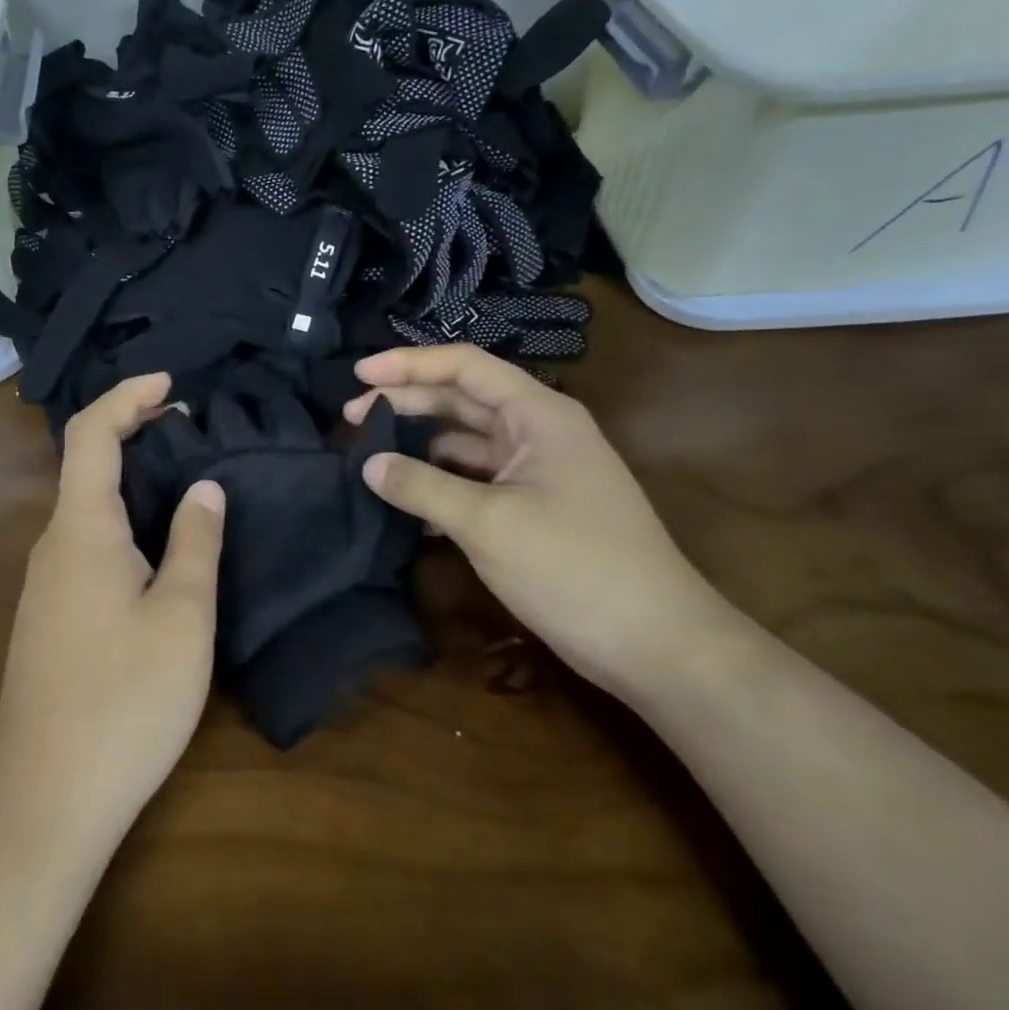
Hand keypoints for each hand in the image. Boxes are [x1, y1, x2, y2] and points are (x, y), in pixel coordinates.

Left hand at [0, 373, 224, 843]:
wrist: (46, 799)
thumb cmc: (124, 699)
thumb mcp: (181, 616)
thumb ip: (195, 542)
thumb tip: (205, 488)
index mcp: (82, 529)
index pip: (92, 433)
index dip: (128, 396)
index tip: (172, 384)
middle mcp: (54, 544)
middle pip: (87, 464)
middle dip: (136, 433)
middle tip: (193, 431)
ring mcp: (47, 583)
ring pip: (89, 508)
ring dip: (132, 481)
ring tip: (188, 483)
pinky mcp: (52, 617)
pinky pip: (88, 544)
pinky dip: (124, 520)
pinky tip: (159, 549)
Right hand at [345, 345, 735, 698]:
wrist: (656, 644)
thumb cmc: (574, 567)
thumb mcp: (488, 523)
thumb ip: (422, 487)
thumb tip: (368, 465)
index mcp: (538, 414)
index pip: (465, 366)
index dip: (408, 365)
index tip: (358, 375)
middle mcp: (538, 431)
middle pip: (462, 400)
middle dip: (407, 403)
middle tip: (352, 419)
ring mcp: (537, 471)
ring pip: (466, 442)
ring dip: (420, 446)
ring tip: (370, 458)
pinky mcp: (533, 507)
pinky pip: (476, 480)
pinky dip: (441, 484)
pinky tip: (407, 502)